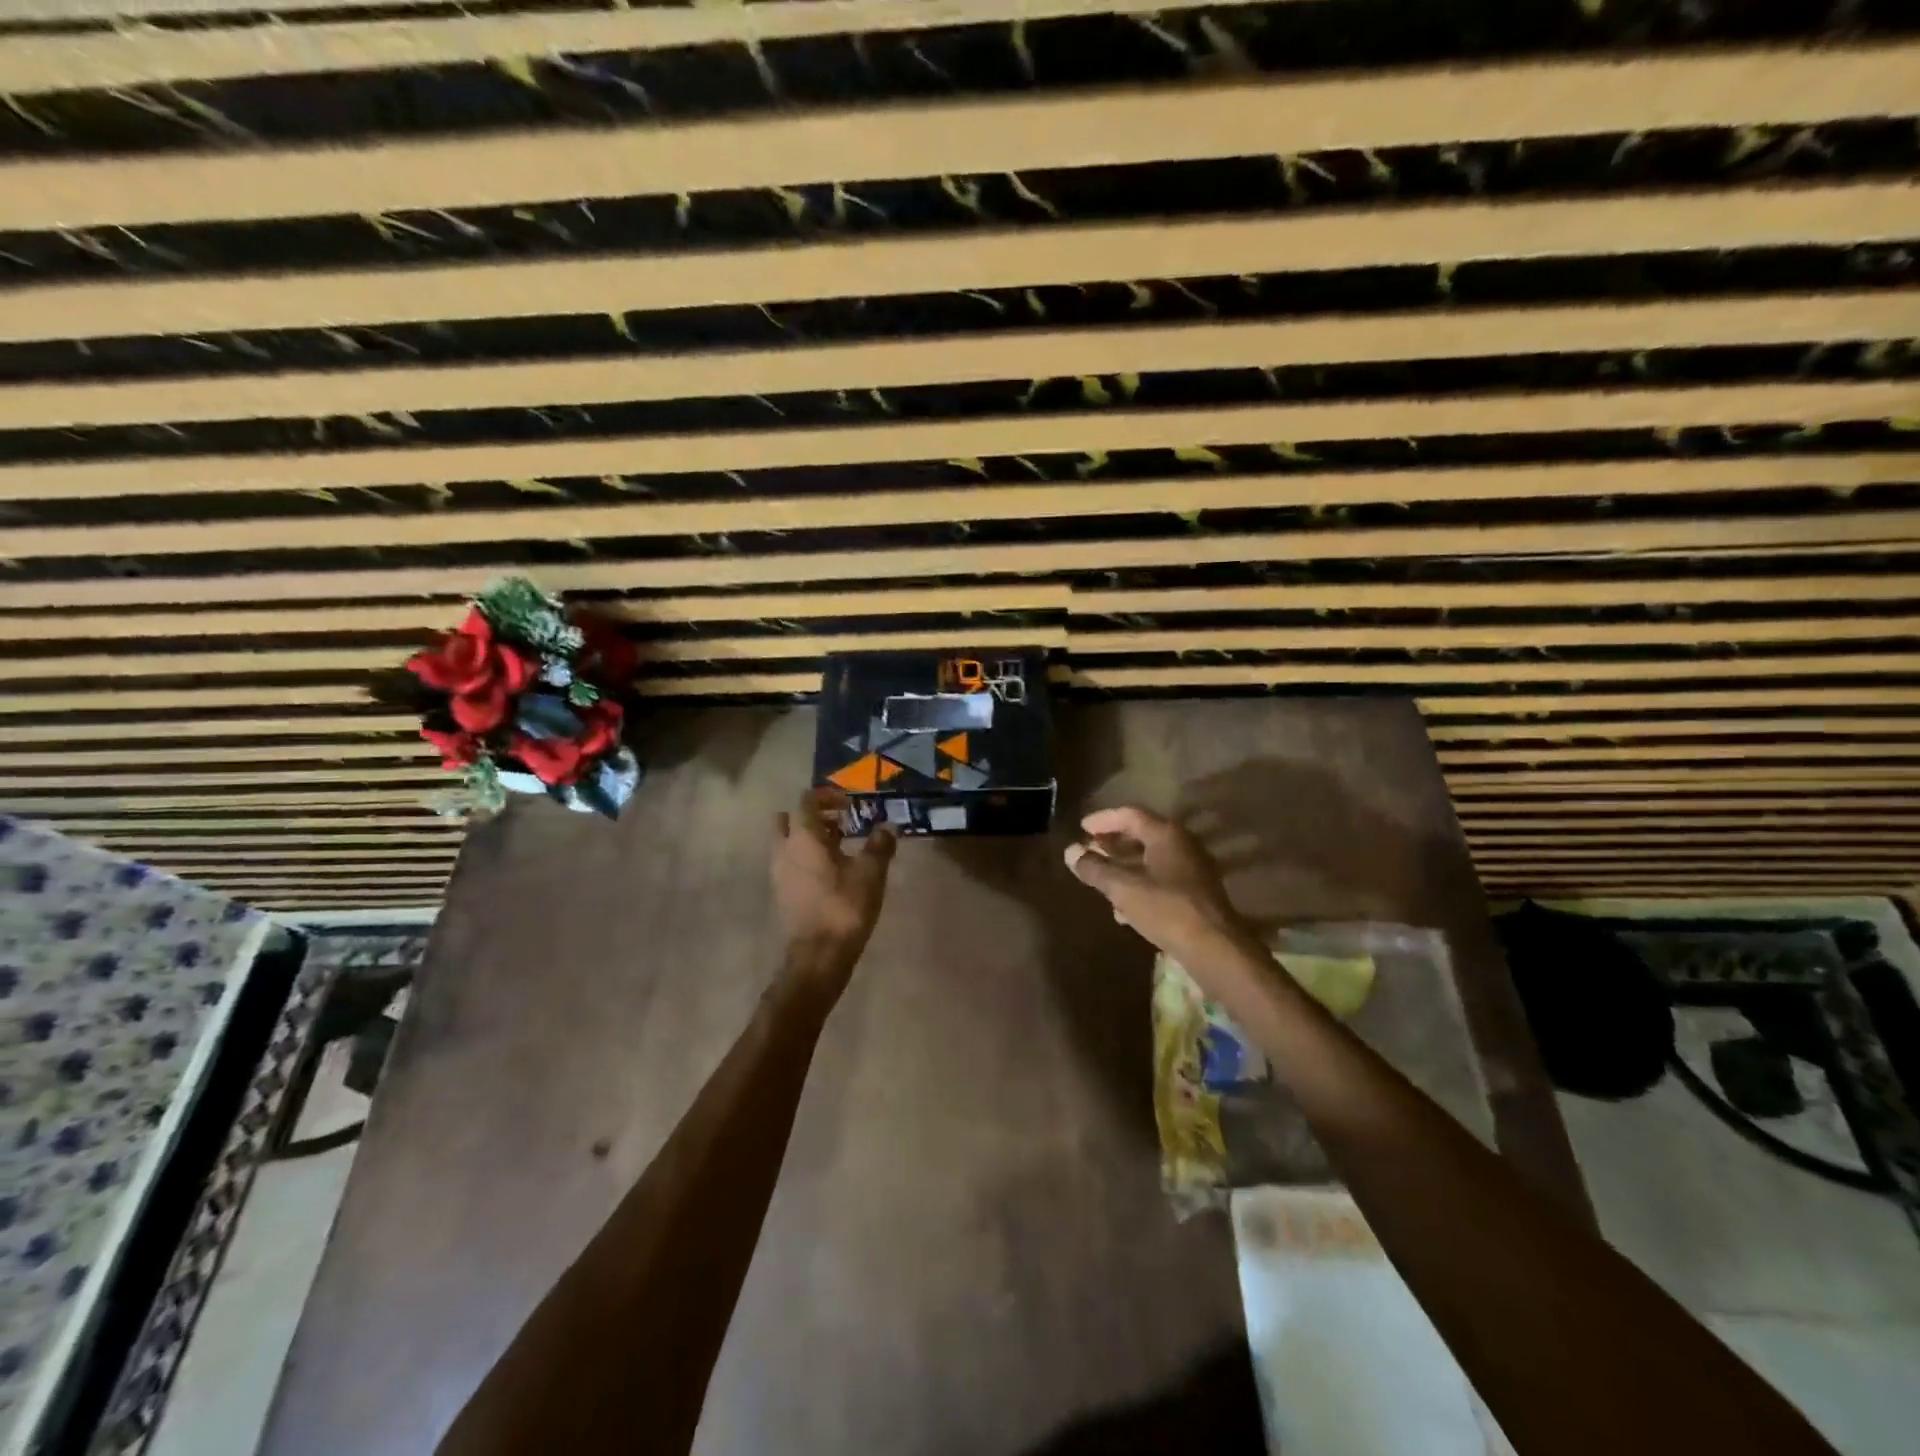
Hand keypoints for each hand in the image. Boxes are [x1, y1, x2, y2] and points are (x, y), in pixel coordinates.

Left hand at [772, 787, 896, 1000]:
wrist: (818, 956)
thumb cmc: (844, 907)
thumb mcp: (871, 873)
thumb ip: (880, 845)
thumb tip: (889, 827)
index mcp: (803, 837)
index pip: (806, 801)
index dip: (827, 796)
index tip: (850, 804)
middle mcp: (784, 849)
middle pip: (789, 819)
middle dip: (813, 815)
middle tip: (840, 823)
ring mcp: (778, 872)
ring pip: (787, 842)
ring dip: (809, 838)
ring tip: (840, 847)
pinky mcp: (781, 892)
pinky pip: (789, 862)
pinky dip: (805, 858)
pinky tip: (831, 872)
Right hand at [1063, 806, 1255, 972]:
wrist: (1216, 949)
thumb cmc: (1167, 910)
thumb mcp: (1123, 888)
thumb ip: (1095, 868)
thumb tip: (1071, 852)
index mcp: (1166, 834)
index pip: (1129, 814)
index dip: (1103, 819)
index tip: (1081, 828)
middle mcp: (1183, 844)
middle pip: (1141, 835)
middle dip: (1112, 844)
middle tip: (1089, 852)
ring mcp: (1193, 869)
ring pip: (1151, 859)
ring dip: (1124, 867)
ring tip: (1101, 880)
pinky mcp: (1196, 893)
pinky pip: (1161, 879)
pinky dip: (1140, 885)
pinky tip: (1124, 910)